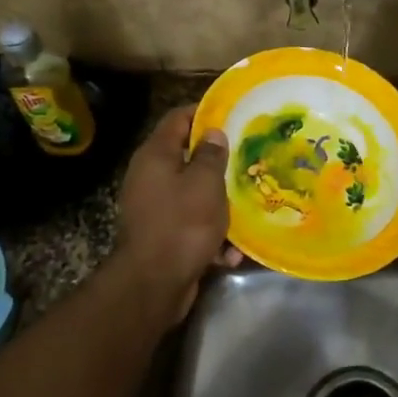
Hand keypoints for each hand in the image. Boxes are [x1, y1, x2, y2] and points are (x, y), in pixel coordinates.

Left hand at [115, 106, 237, 321]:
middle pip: (186, 156)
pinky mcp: (162, 235)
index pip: (177, 118)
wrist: (153, 284)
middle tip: (248, 157)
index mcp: (155, 155)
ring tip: (248, 203)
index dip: (204, 112)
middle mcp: (150, 176)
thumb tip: (213, 132)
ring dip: (219, 201)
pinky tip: (231, 252)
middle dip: (217, 160)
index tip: (233, 114)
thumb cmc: (182, 223)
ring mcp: (154, 207)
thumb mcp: (205, 183)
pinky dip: (211, 235)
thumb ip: (211, 154)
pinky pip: (191, 225)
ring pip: (192, 193)